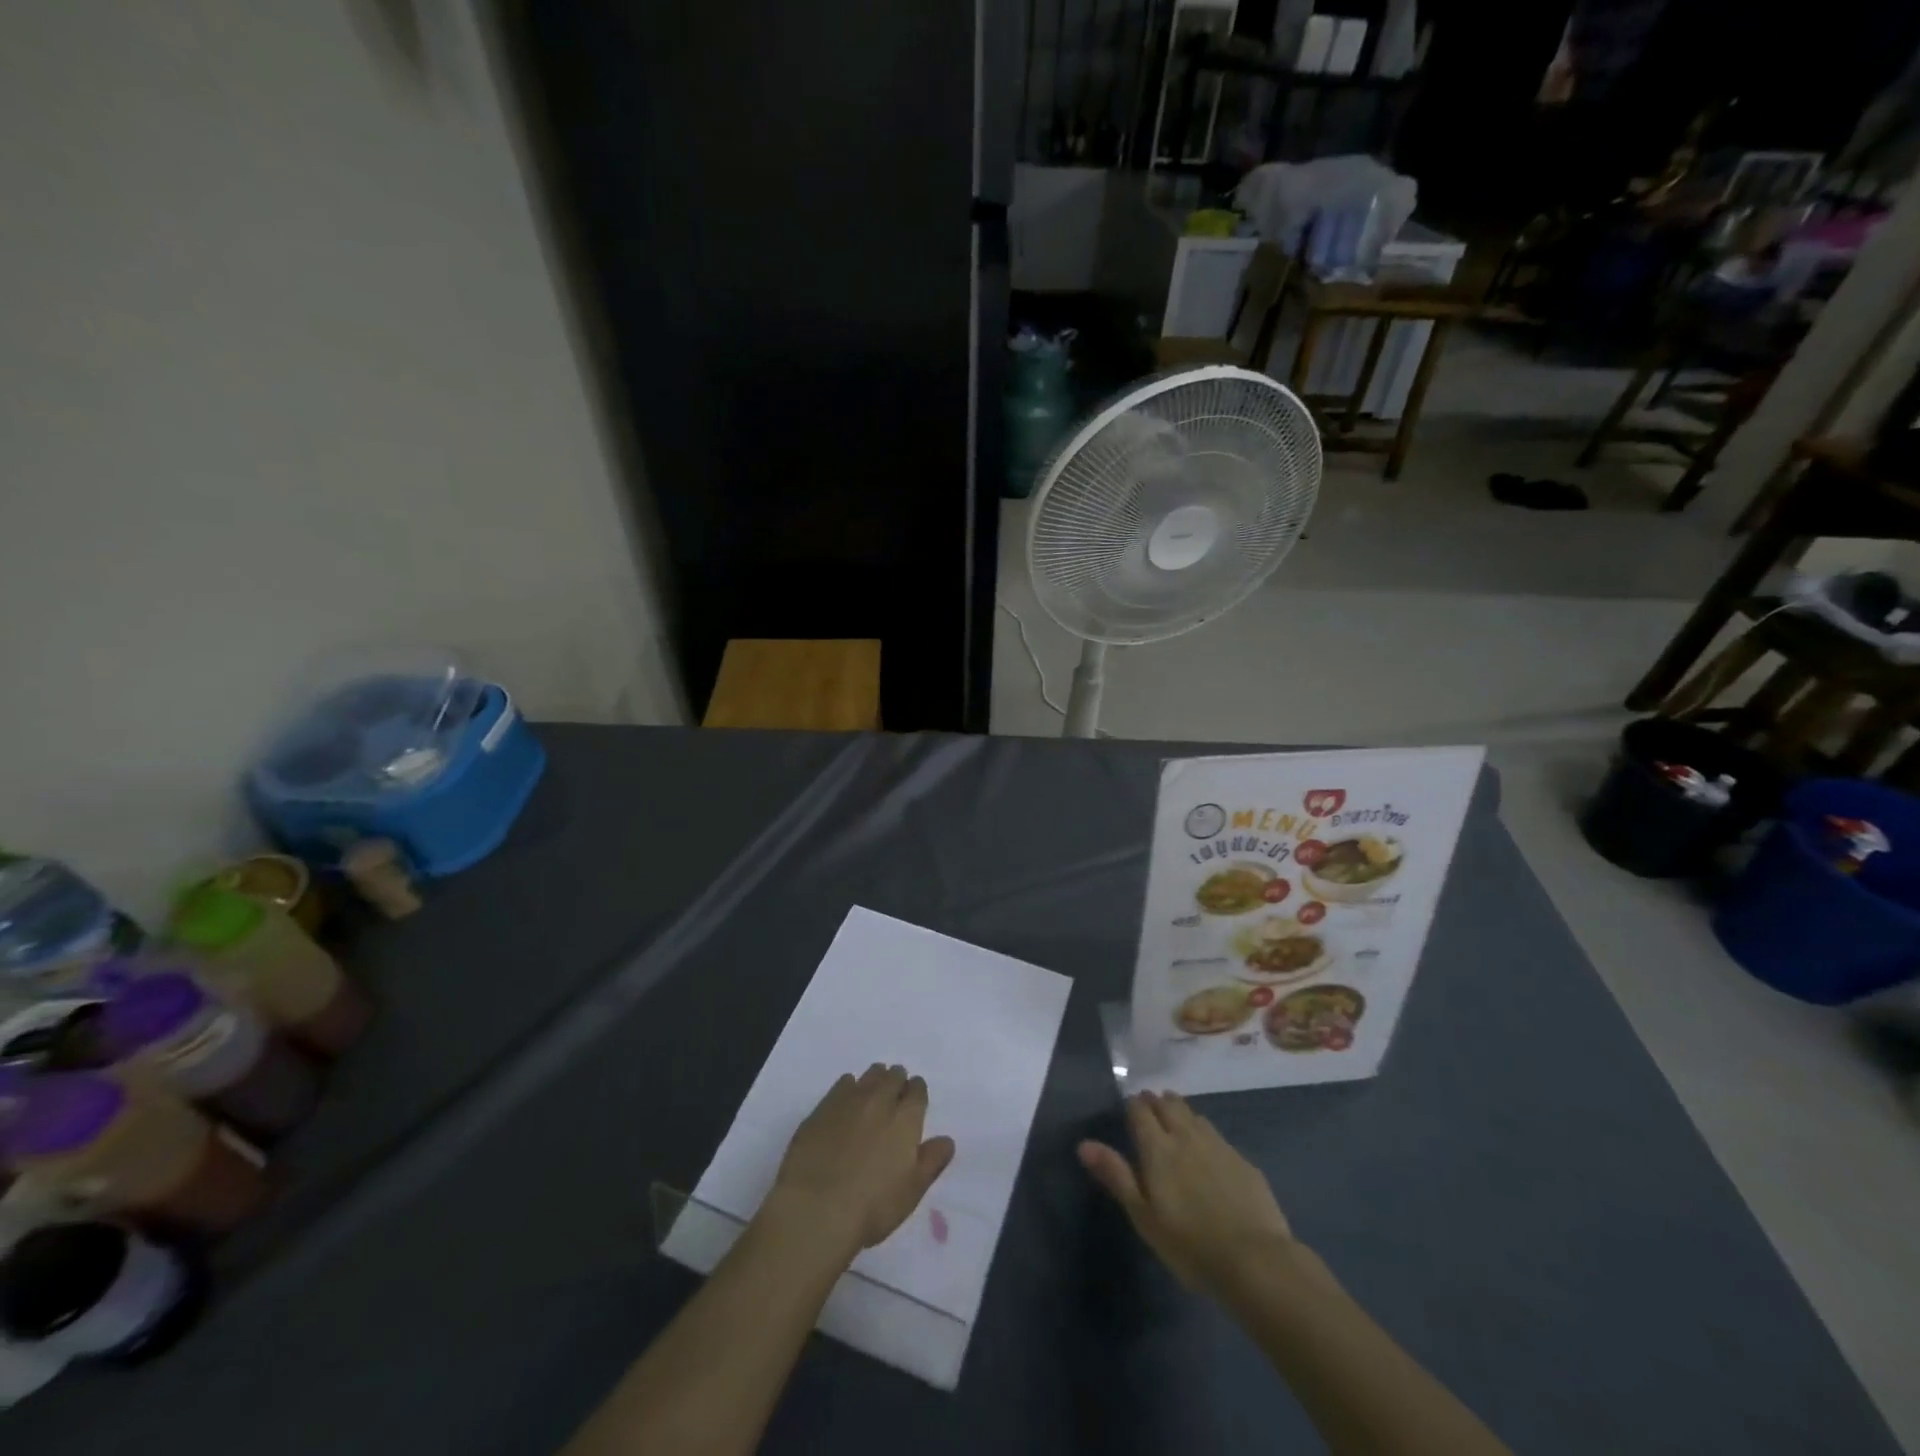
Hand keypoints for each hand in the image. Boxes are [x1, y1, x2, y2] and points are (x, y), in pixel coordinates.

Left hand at [764, 1064, 955, 1263]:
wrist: (815, 1209)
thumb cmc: (872, 1206)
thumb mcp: (911, 1191)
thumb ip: (932, 1161)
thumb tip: (947, 1140)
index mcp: (906, 1118)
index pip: (917, 1090)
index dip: (917, 1092)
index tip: (914, 1099)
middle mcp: (880, 1100)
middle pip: (893, 1076)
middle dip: (896, 1081)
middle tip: (894, 1094)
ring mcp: (849, 1100)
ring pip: (868, 1076)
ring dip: (875, 1080)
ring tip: (872, 1094)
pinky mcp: (822, 1108)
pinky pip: (842, 1084)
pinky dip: (849, 1088)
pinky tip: (846, 1102)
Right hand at [1078, 1091, 1292, 1296]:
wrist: (1255, 1261)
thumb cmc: (1189, 1244)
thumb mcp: (1143, 1216)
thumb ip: (1116, 1175)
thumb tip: (1084, 1144)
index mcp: (1158, 1147)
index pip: (1140, 1111)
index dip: (1133, 1106)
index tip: (1129, 1109)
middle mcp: (1186, 1136)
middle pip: (1169, 1105)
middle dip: (1157, 1102)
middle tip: (1151, 1106)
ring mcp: (1218, 1146)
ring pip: (1194, 1115)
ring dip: (1181, 1112)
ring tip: (1176, 1118)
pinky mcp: (1242, 1161)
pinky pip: (1217, 1135)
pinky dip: (1205, 1133)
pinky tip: (1208, 1149)